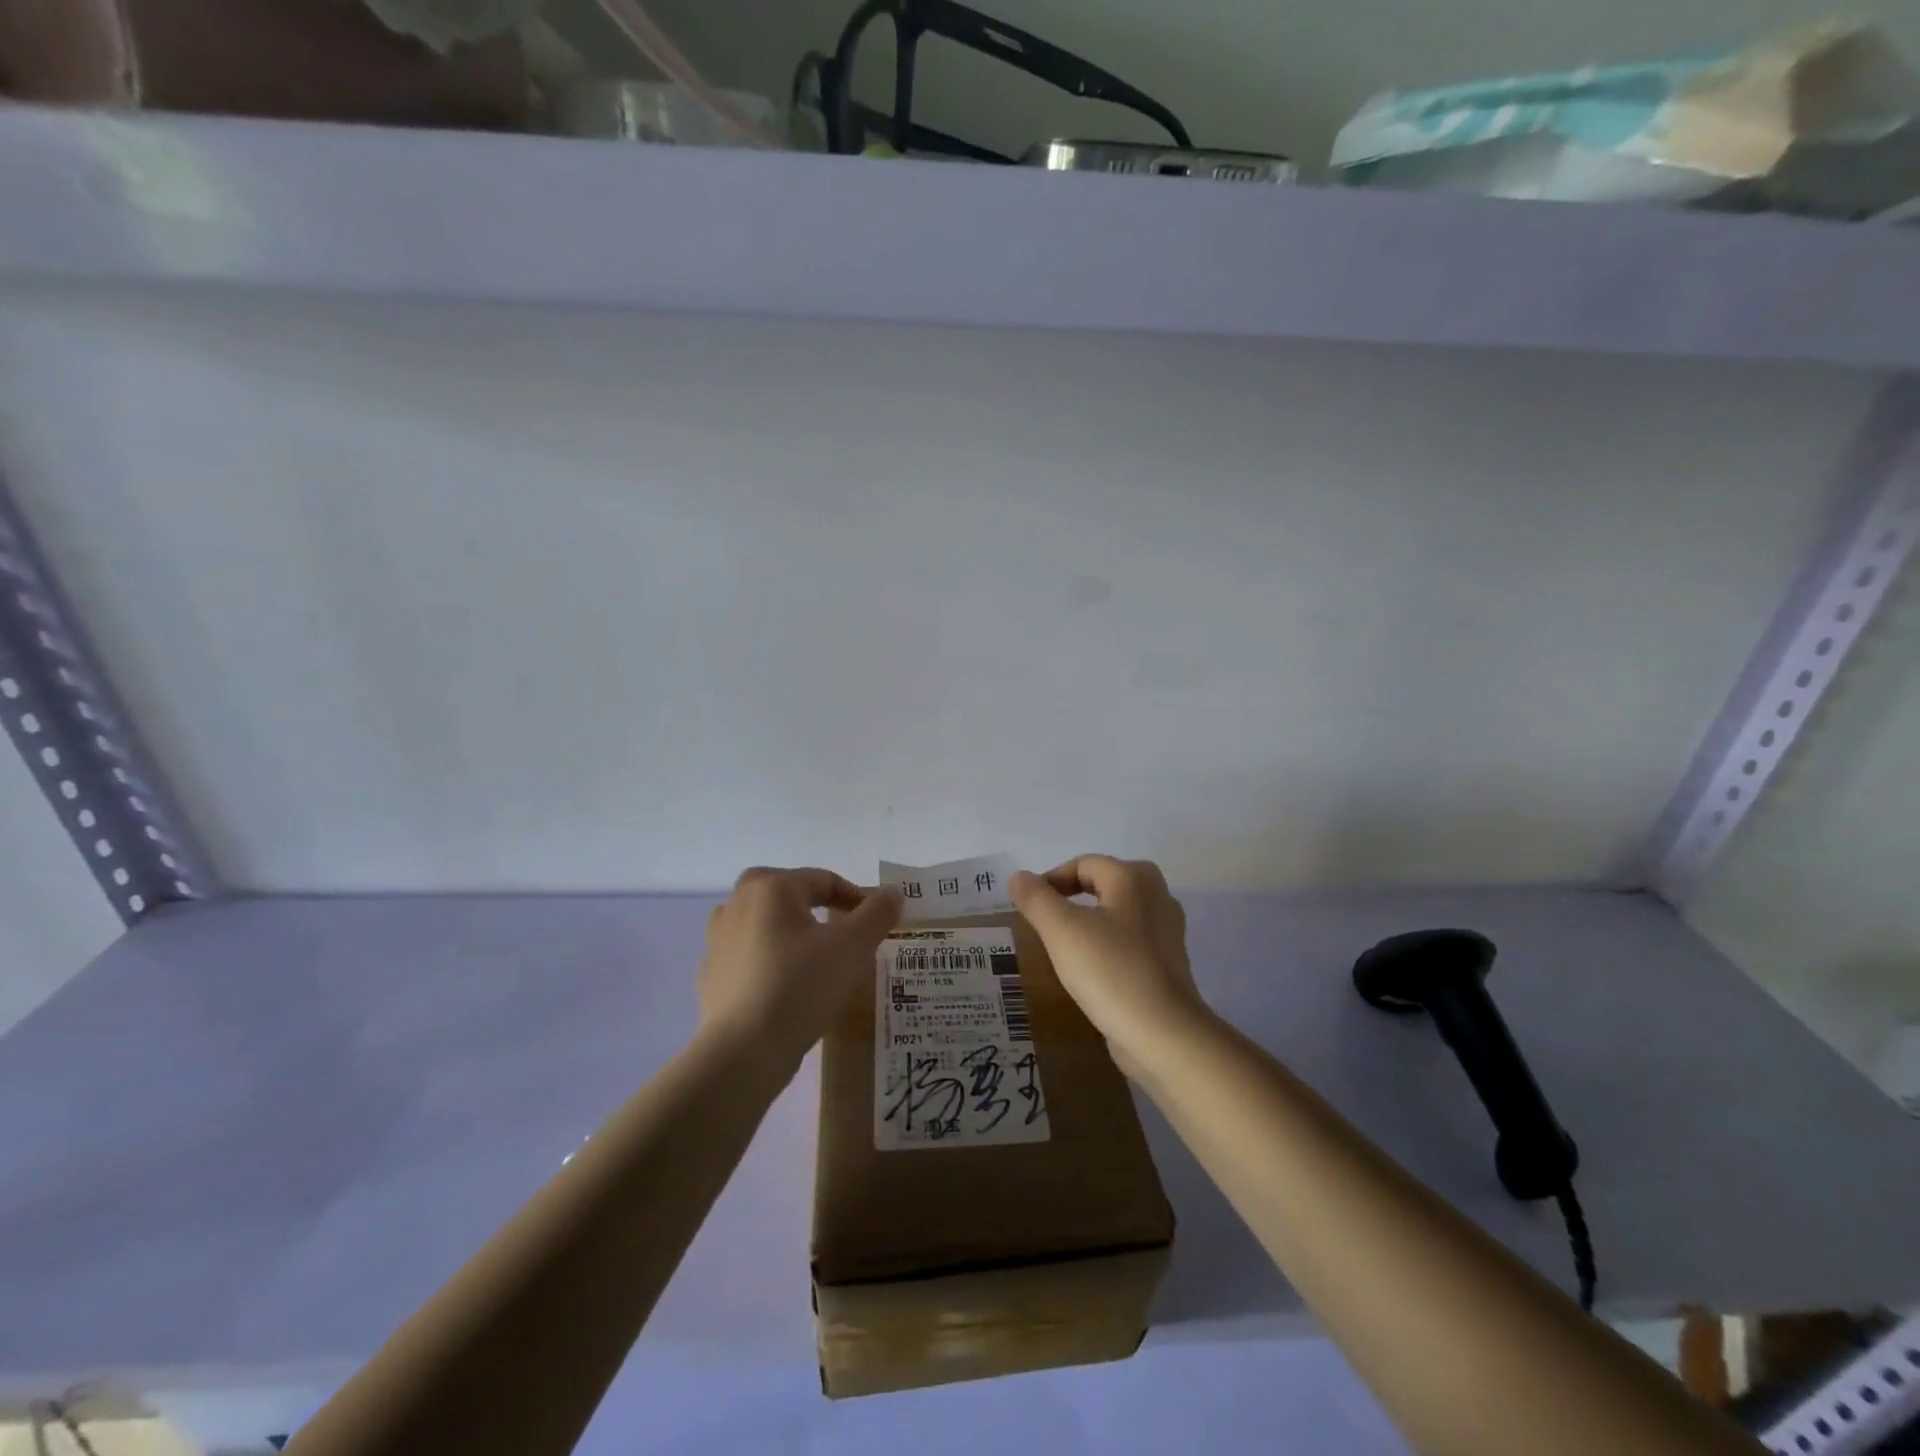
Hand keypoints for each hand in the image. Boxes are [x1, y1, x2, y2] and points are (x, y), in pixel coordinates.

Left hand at [699, 867, 902, 1066]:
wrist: (742, 1052)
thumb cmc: (801, 985)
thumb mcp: (853, 946)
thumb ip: (877, 913)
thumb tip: (893, 891)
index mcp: (771, 887)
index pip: (823, 880)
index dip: (856, 898)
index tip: (875, 924)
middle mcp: (738, 903)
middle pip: (788, 894)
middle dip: (817, 908)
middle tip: (841, 934)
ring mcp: (718, 940)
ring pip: (766, 924)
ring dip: (791, 933)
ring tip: (816, 961)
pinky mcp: (711, 975)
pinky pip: (750, 956)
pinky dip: (771, 962)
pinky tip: (788, 988)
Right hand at [1009, 856, 1207, 1076]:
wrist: (1163, 1035)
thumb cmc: (1110, 971)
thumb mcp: (1061, 930)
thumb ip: (1036, 899)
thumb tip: (1019, 877)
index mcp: (1133, 878)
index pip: (1083, 864)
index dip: (1051, 880)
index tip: (1028, 908)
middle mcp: (1157, 895)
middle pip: (1104, 883)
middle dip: (1072, 897)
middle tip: (1045, 922)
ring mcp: (1167, 931)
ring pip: (1118, 913)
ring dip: (1090, 921)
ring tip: (1064, 946)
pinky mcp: (1168, 964)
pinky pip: (1129, 941)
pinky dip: (1107, 946)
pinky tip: (1091, 970)